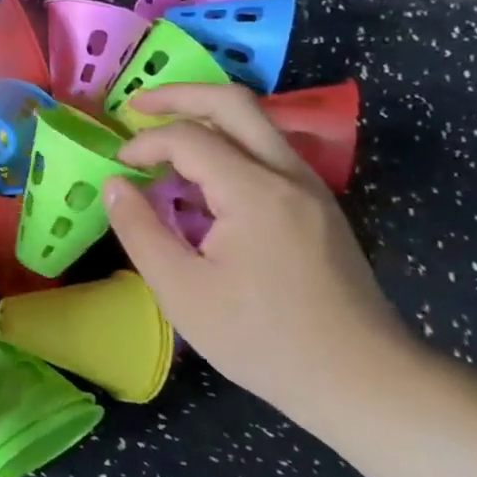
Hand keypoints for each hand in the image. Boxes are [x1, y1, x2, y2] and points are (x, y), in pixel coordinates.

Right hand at [102, 83, 410, 417]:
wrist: (361, 380)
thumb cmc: (262, 339)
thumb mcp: (181, 290)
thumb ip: (140, 229)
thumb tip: (115, 185)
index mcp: (254, 191)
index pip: (189, 137)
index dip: (144, 143)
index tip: (117, 167)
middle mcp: (289, 175)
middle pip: (234, 103)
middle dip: (181, 95)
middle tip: (138, 106)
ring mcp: (311, 189)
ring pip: (257, 124)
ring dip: (207, 118)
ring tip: (166, 137)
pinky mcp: (319, 208)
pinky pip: (269, 153)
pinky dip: (229, 146)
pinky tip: (205, 179)